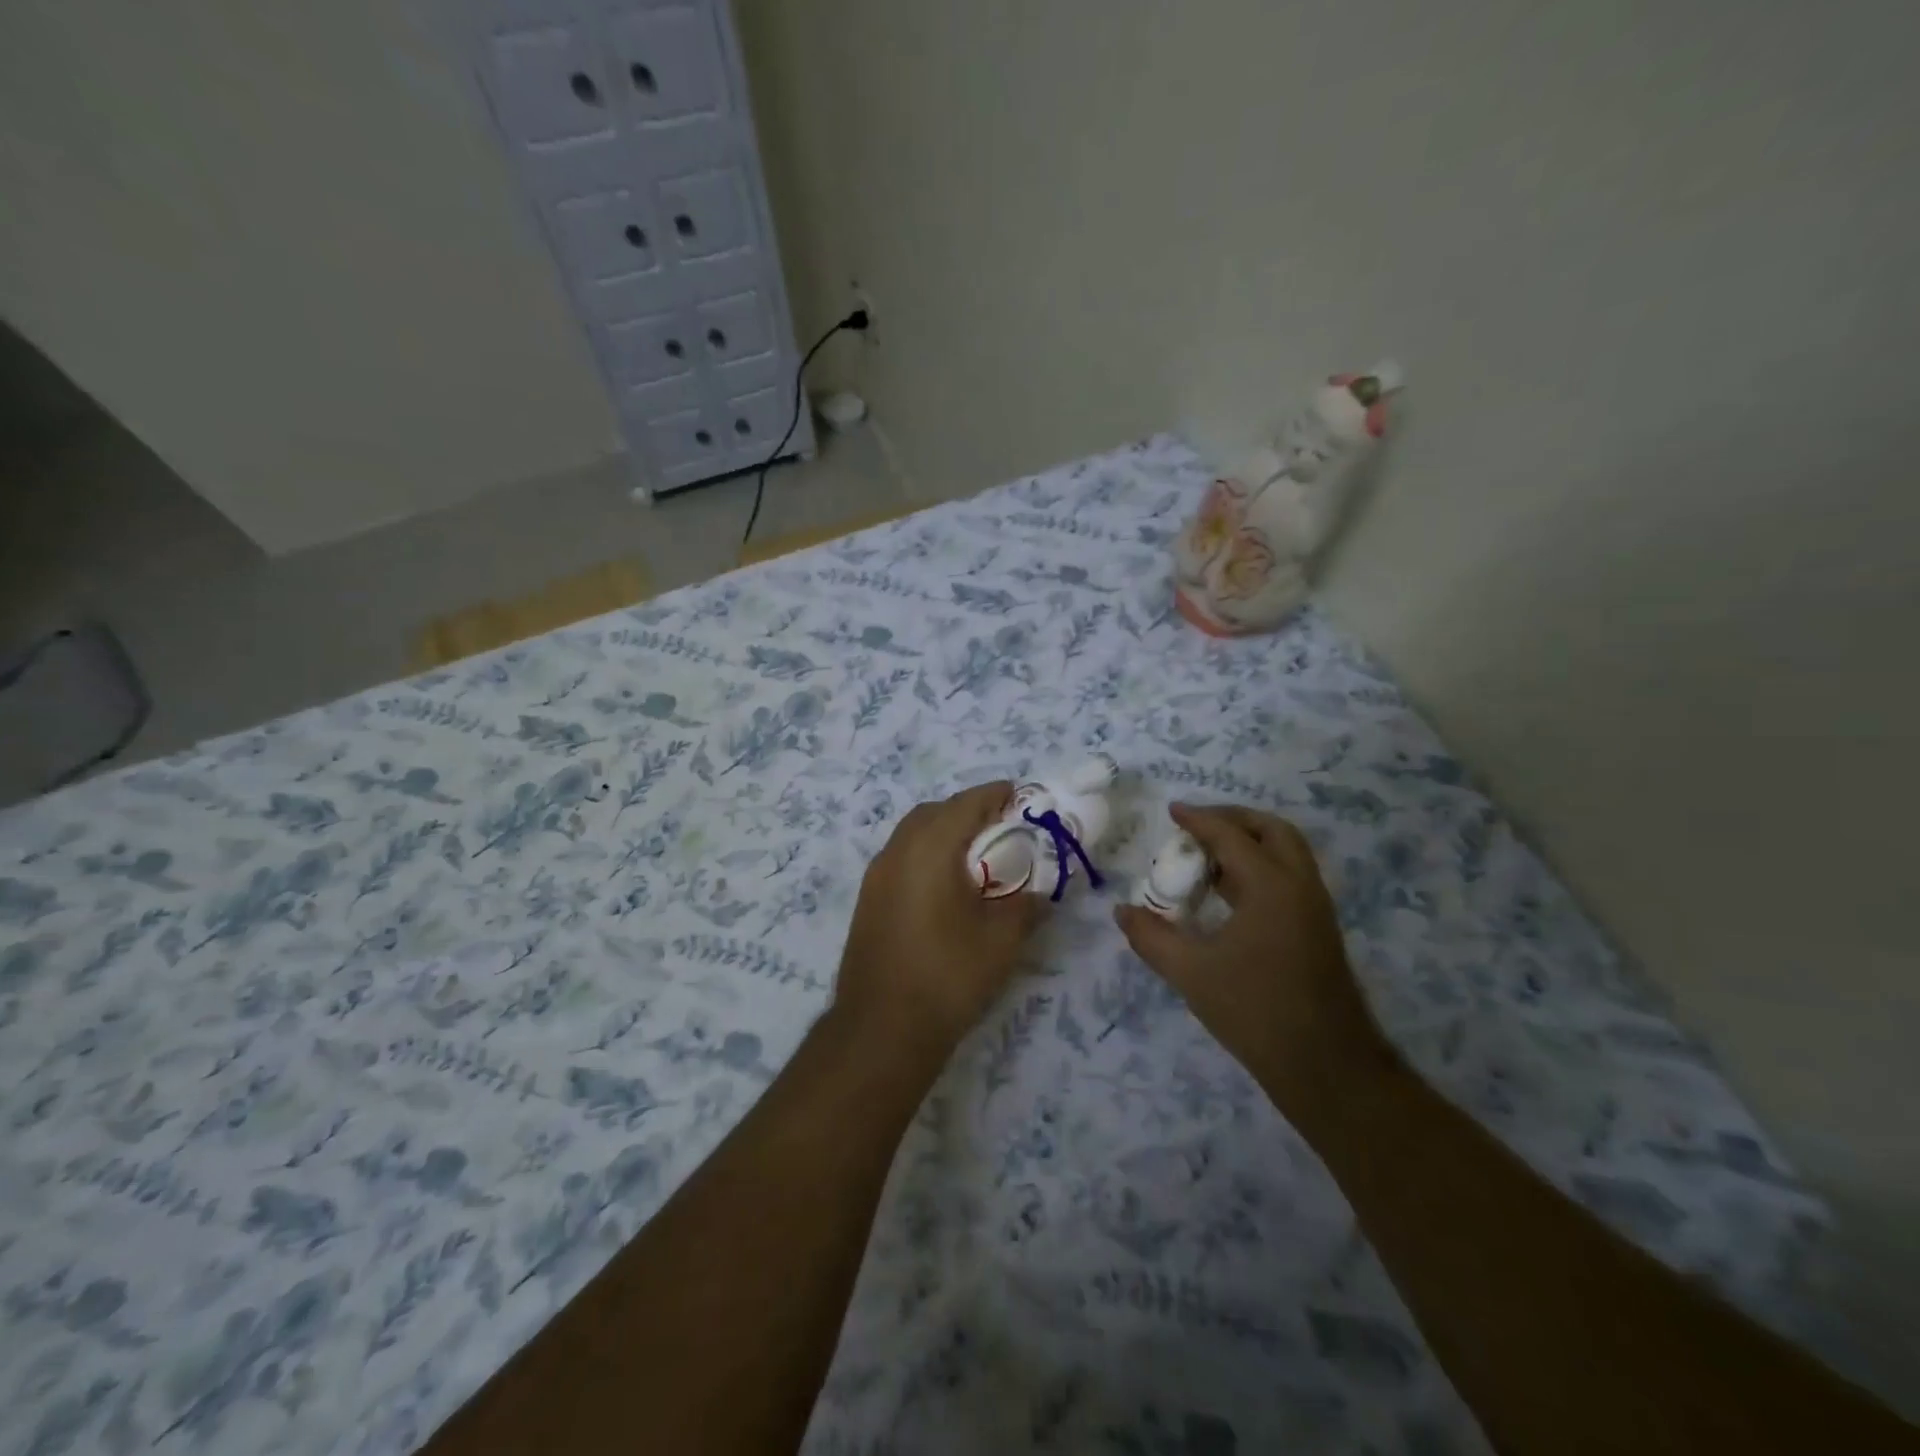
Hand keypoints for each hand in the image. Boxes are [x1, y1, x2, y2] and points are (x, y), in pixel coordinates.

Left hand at [834, 782, 1043, 1057]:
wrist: (881, 1029)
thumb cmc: (947, 976)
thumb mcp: (1001, 940)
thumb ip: (1025, 906)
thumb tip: (1038, 895)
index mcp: (929, 849)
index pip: (966, 803)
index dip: (996, 795)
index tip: (1021, 797)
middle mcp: (897, 851)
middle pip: (934, 812)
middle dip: (968, 811)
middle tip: (1001, 829)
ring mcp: (876, 876)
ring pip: (913, 834)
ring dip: (944, 833)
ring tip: (977, 858)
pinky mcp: (868, 900)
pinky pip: (901, 858)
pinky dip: (926, 856)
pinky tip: (947, 887)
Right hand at [1114, 803, 1392, 1132]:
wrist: (1325, 1065)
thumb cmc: (1255, 1011)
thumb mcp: (1191, 973)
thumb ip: (1152, 938)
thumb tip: (1122, 911)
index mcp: (1271, 886)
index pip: (1231, 836)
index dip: (1199, 819)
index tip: (1172, 811)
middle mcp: (1299, 885)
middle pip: (1271, 830)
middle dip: (1233, 819)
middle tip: (1197, 826)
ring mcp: (1315, 907)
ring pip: (1286, 852)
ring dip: (1249, 842)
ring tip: (1207, 857)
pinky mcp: (1318, 928)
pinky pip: (1289, 875)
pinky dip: (1259, 866)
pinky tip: (1228, 893)